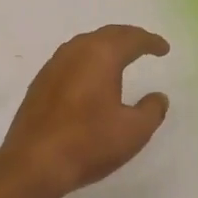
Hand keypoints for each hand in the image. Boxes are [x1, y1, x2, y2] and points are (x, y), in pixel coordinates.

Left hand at [0, 25, 171, 197]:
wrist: (33, 162)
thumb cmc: (88, 143)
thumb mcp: (133, 131)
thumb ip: (152, 110)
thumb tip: (158, 96)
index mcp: (100, 55)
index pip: (131, 39)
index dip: (150, 41)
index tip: (163, 48)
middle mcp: (75, 52)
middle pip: (106, 35)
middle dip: (128, 37)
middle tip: (144, 45)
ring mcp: (53, 65)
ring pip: (85, 45)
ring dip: (105, 46)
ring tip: (120, 57)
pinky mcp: (40, 82)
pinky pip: (70, 60)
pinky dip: (87, 60)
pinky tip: (91, 76)